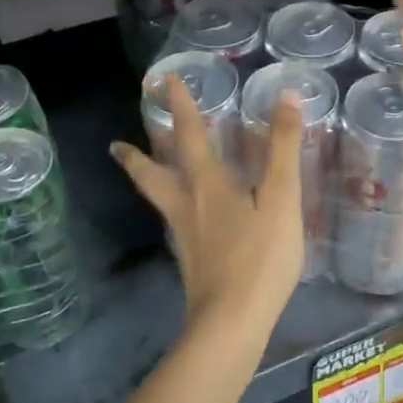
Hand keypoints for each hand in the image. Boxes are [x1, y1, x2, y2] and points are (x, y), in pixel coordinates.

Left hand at [111, 75, 305, 337]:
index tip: (166, 81)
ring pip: (158, 198)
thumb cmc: (260, 257)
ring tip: (135, 170)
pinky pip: (172, 220)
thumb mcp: (282, 198)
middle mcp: (186, 204)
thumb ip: (283, 148)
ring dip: (145, 179)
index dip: (181, 106)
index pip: (190, 135)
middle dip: (137, 154)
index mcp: (207, 184)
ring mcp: (184, 235)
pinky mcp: (190, 260)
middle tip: (116, 144)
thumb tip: (285, 95)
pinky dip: (167, 205)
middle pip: (153, 173)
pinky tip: (179, 214)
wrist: (232, 321)